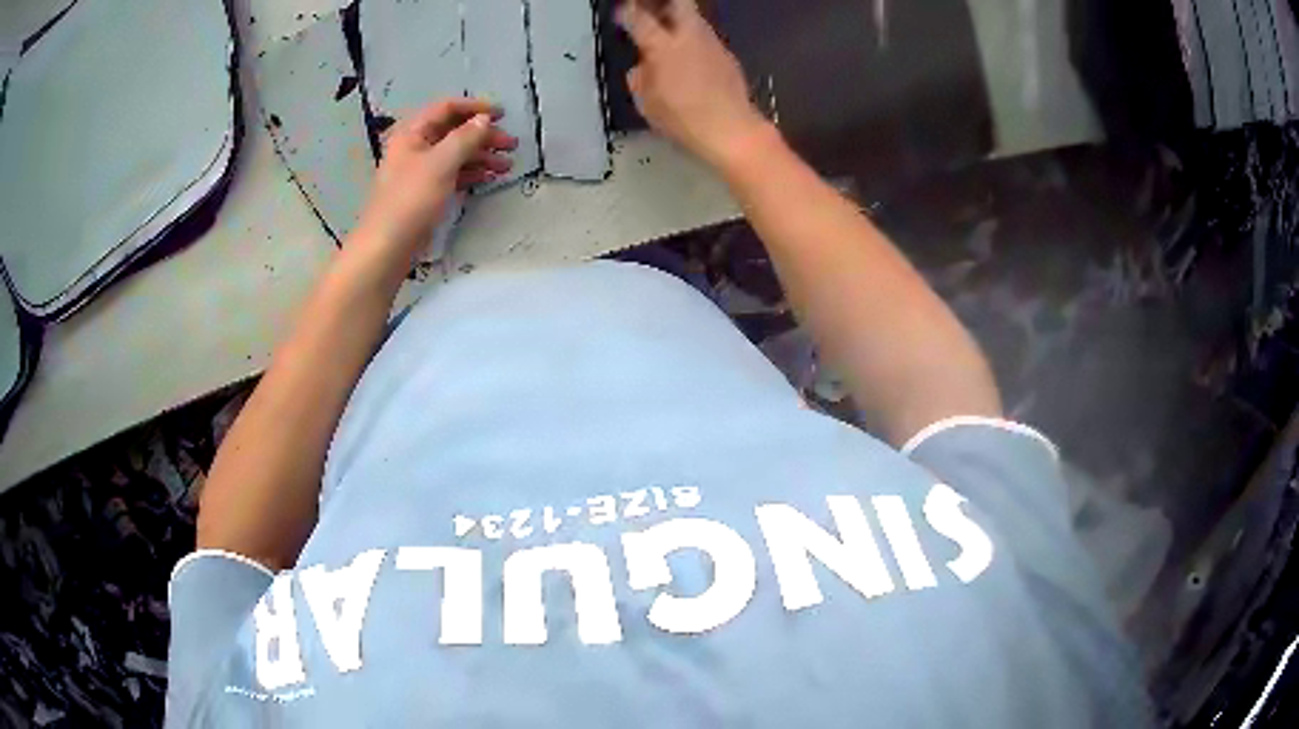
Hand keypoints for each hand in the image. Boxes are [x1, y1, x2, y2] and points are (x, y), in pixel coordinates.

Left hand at [356, 98, 516, 258]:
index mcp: (412, 133)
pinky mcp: (426, 192)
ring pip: (456, 154)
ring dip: (482, 155)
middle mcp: (415, 147)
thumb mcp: (441, 163)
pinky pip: (453, 173)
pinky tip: (490, 177)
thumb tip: (484, 119)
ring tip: (507, 165)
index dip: (475, 108)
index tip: (502, 115)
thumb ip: (465, 138)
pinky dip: (471, 172)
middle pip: (454, 132)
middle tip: (511, 144)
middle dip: (483, 135)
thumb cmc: (411, 200)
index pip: (446, 108)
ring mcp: (420, 171)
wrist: (387, 247)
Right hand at [617, 0, 770, 168]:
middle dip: (661, 3)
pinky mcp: (727, 55)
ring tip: (666, 29)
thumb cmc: (683, 119)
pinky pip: (705, 35)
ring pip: (694, 16)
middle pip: (678, 3)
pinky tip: (687, 52)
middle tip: (648, 8)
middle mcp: (689, 36)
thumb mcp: (647, 103)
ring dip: (679, 17)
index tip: (622, 13)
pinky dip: (692, 36)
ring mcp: (712, 43)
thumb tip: (642, 68)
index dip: (628, 12)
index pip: (640, 18)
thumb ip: (640, 79)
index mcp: (663, 46)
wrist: (731, 129)